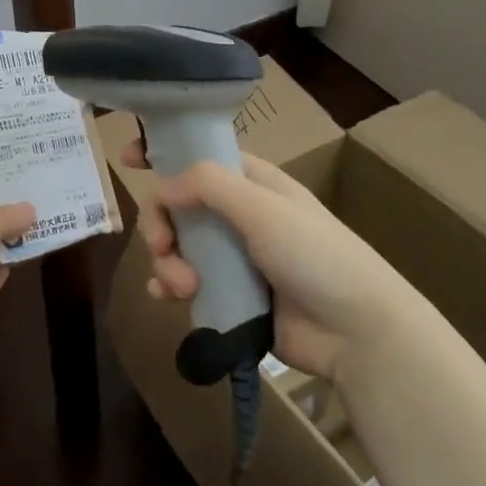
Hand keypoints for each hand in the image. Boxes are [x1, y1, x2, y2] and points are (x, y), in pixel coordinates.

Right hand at [124, 141, 406, 382]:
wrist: (357, 332)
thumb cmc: (315, 255)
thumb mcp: (263, 208)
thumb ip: (209, 186)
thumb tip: (162, 187)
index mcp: (252, 184)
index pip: (200, 156)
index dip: (164, 153)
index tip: (128, 157)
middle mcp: (240, 216)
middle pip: (178, 206)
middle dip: (162, 224)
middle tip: (164, 246)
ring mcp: (235, 258)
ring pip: (179, 248)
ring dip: (168, 263)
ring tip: (183, 287)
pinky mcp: (232, 297)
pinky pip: (187, 285)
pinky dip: (171, 287)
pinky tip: (168, 298)